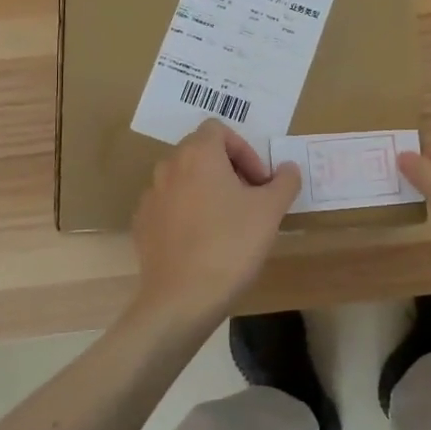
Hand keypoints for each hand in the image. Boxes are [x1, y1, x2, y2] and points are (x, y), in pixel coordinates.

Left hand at [131, 120, 301, 323]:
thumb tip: (288, 168)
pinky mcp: (142, 225)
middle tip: (249, 199)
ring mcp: (151, 196)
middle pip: (200, 152)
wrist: (182, 299)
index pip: (218, 130)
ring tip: (228, 222)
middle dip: (228, 169)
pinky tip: (203, 242)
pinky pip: (169, 206)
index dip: (244, 150)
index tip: (260, 181)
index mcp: (198, 154)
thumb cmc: (231, 245)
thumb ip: (284, 181)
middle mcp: (169, 167)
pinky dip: (187, 213)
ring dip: (207, 190)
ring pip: (184, 179)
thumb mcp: (271, 211)